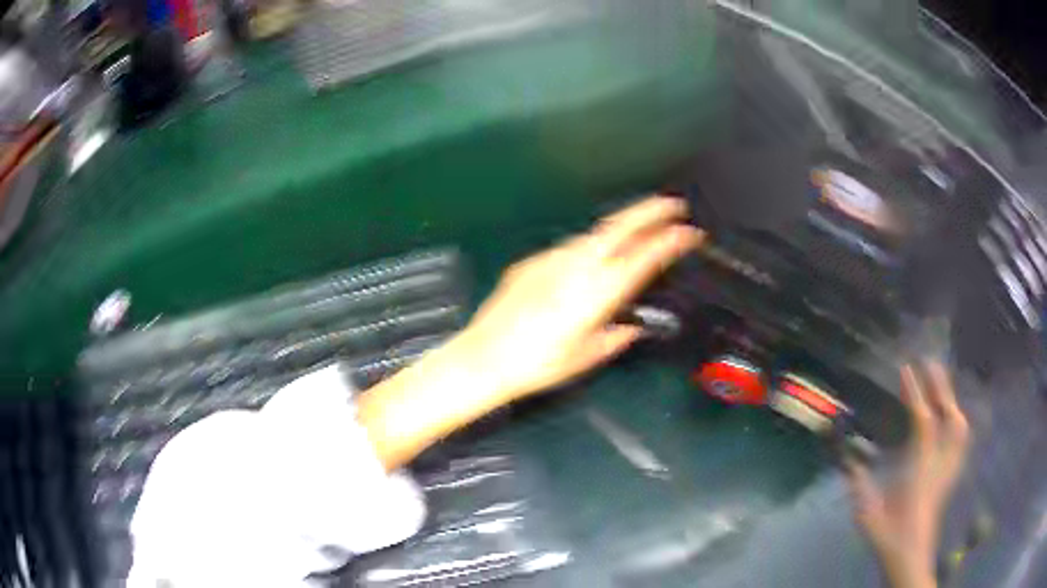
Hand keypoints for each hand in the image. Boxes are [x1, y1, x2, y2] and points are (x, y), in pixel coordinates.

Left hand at [458, 196, 703, 400]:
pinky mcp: (532, 261)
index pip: (645, 257)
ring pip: (594, 233)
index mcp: (599, 292)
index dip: (671, 241)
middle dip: (650, 210)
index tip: (690, 233)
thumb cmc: (539, 364)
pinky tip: (589, 260)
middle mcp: (578, 266)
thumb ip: (615, 337)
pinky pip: (570, 247)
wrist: (485, 357)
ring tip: (637, 229)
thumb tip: (630, 327)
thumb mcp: (587, 356)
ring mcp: (553, 258)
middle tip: (673, 205)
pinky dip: (589, 246)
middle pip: (620, 226)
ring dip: (620, 227)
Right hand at [846, 361, 971, 587]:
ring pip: (959, 426)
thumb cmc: (889, 534)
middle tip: (929, 363)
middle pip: (948, 416)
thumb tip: (846, 455)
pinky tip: (953, 417)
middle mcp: (940, 462)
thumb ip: (859, 482)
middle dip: (940, 387)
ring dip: (951, 401)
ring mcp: (949, 467)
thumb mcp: (868, 512)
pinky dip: (958, 421)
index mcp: (920, 469)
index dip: (915, 393)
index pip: (923, 422)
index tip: (905, 368)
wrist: (910, 555)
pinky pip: (960, 440)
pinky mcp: (951, 473)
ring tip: (942, 385)